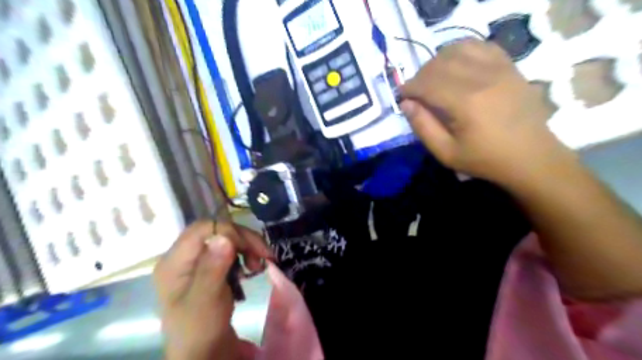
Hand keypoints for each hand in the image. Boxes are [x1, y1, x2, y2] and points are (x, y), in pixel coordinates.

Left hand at [155, 221, 272, 358]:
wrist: (203, 353)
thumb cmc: (200, 329)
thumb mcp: (206, 300)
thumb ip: (212, 268)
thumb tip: (223, 237)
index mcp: (174, 262)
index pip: (202, 228)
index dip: (229, 232)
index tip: (251, 249)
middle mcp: (182, 257)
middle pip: (216, 231)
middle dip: (243, 240)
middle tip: (265, 256)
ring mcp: (195, 263)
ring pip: (225, 239)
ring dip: (246, 248)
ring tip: (258, 266)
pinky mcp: (208, 269)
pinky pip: (228, 252)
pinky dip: (243, 256)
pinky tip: (250, 269)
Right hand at [400, 39, 566, 185]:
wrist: (531, 157)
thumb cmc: (485, 159)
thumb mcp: (446, 153)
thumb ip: (423, 127)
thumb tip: (406, 104)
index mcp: (466, 103)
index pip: (427, 83)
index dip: (409, 87)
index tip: (401, 95)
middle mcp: (482, 78)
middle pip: (440, 63)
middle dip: (421, 75)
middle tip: (416, 91)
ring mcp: (500, 68)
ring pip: (459, 48)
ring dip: (439, 61)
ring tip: (434, 78)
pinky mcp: (510, 66)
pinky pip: (481, 46)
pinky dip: (462, 52)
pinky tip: (457, 66)